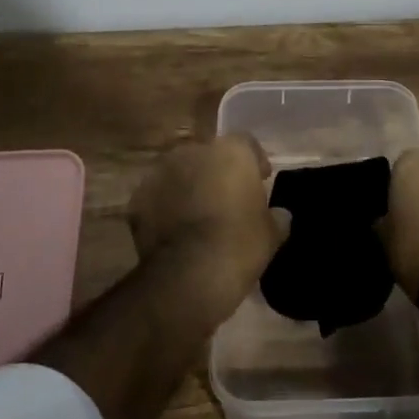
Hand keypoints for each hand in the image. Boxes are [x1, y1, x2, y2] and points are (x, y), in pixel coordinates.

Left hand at [127, 135, 285, 317]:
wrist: (188, 275)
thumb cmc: (239, 245)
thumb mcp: (271, 234)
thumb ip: (276, 217)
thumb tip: (280, 215)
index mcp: (230, 151)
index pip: (246, 143)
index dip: (254, 162)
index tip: (260, 181)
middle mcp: (194, 151)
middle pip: (209, 155)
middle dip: (217, 172)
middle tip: (227, 198)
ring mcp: (161, 172)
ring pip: (179, 172)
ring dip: (188, 187)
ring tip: (197, 215)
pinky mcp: (137, 198)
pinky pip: (157, 197)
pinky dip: (164, 208)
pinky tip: (174, 231)